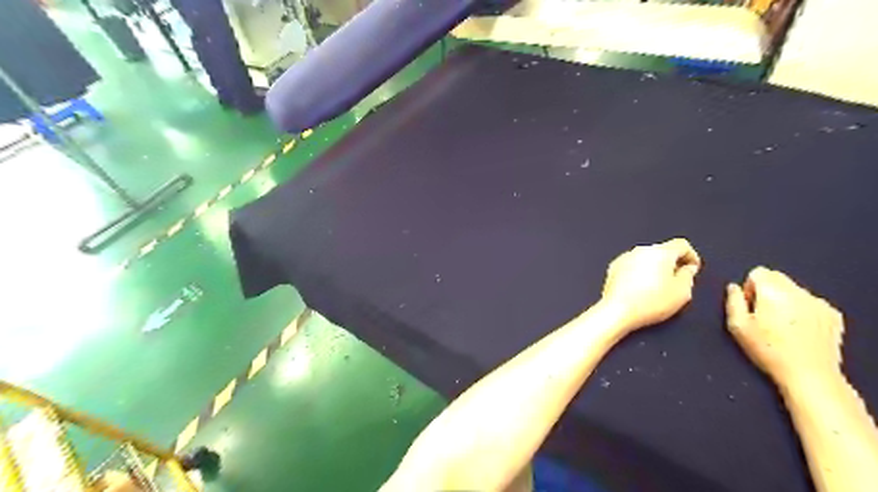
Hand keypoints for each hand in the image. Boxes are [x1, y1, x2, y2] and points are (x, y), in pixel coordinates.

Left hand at [601, 239, 704, 331]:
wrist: (618, 311)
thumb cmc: (649, 303)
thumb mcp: (682, 292)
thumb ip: (688, 276)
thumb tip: (687, 269)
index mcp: (661, 252)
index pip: (681, 245)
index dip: (691, 256)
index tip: (692, 268)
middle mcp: (641, 250)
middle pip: (662, 251)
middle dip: (671, 264)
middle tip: (676, 281)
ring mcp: (625, 258)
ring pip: (646, 259)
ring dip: (653, 269)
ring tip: (657, 289)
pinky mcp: (613, 268)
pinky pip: (632, 266)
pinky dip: (638, 274)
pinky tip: (641, 290)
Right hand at [723, 268, 847, 385]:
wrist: (808, 375)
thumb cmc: (769, 351)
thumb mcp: (737, 326)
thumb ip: (732, 301)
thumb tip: (734, 288)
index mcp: (772, 292)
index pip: (758, 272)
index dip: (749, 287)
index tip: (750, 306)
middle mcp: (797, 292)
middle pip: (777, 277)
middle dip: (766, 291)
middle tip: (762, 315)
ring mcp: (818, 303)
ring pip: (794, 290)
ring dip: (784, 300)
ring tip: (781, 326)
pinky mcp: (832, 315)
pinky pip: (810, 302)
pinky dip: (802, 310)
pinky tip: (798, 330)